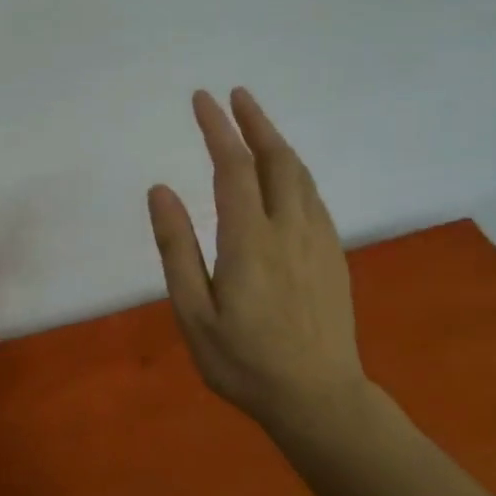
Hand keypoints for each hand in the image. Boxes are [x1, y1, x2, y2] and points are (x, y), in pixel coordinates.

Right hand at [148, 88, 372, 432]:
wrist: (319, 399)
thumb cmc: (244, 362)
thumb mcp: (194, 313)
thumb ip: (177, 249)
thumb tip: (161, 190)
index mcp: (250, 240)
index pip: (234, 167)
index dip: (218, 129)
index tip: (202, 99)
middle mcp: (289, 228)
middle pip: (276, 160)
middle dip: (255, 122)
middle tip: (236, 96)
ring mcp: (318, 241)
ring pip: (301, 176)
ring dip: (278, 143)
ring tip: (257, 125)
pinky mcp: (334, 256)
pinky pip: (314, 198)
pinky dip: (295, 172)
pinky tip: (286, 177)